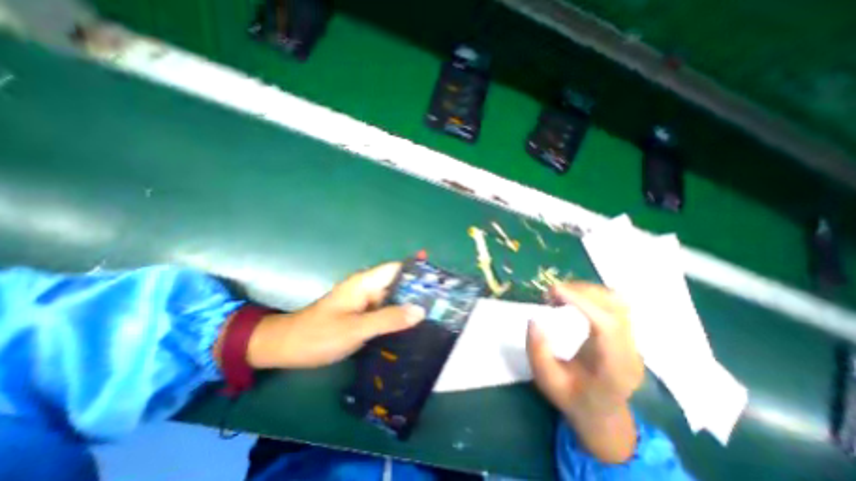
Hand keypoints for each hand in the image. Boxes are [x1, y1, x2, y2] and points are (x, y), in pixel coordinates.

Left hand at [243, 263, 423, 367]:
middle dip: (418, 288)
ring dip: (410, 302)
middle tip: (442, 299)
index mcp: (365, 283)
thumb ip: (388, 319)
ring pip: (393, 297)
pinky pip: (385, 309)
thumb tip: (420, 311)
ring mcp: (364, 301)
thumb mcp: (355, 328)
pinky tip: (412, 324)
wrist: (287, 347)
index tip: (438, 278)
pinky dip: (399, 314)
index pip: (396, 268)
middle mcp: (367, 288)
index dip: (417, 269)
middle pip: (398, 282)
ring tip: (435, 311)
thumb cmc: (319, 335)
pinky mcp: (362, 313)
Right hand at [530, 281, 641, 461]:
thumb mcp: (547, 380)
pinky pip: (612, 303)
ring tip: (560, 294)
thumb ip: (538, 352)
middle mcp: (629, 351)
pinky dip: (590, 294)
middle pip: (614, 307)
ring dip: (585, 290)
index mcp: (614, 368)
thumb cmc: (572, 397)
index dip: (582, 302)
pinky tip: (572, 298)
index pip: (607, 326)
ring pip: (616, 300)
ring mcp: (632, 340)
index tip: (553, 291)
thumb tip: (534, 320)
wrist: (601, 412)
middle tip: (550, 293)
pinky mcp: (625, 332)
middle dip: (580, 292)